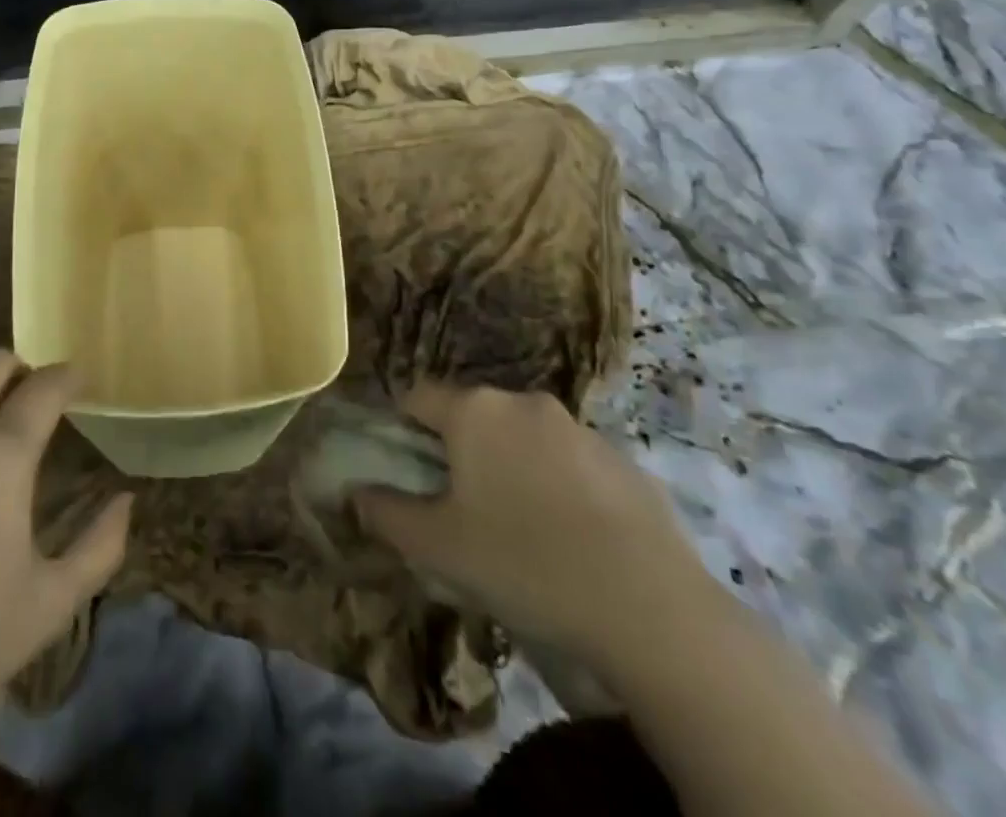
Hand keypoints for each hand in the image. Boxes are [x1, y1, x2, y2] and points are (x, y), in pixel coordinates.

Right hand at [355, 384, 712, 666]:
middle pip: (473, 416)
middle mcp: (523, 402)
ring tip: (522, 529)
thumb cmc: (523, 563)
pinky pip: (570, 461)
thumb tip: (355, 493)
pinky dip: (558, 485)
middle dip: (460, 451)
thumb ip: (385, 513)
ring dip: (511, 466)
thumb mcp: (438, 547)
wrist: (650, 608)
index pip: (418, 397)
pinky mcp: (622, 458)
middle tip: (464, 509)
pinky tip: (573, 539)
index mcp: (474, 410)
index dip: (403, 430)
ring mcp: (579, 427)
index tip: (409, 473)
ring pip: (523, 437)